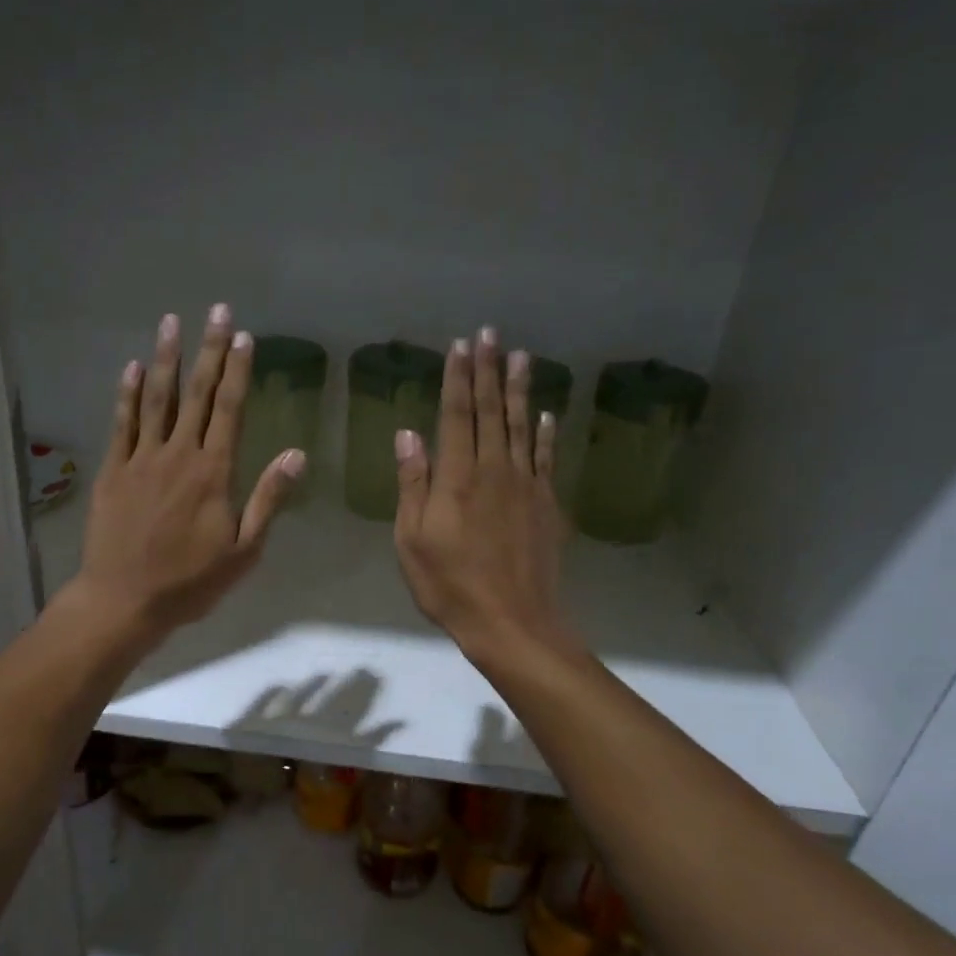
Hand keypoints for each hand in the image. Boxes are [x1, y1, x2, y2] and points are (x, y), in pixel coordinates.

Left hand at [66, 304, 304, 649]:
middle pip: (196, 394)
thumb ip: (269, 498)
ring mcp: (141, 459)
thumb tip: (297, 454)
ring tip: (171, 322)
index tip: (243, 336)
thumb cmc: (190, 581)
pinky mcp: (113, 471)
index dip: (237, 371)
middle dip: (208, 350)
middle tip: (216, 310)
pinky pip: (122, 423)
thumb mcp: (244, 550)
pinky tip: (132, 367)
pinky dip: (128, 394)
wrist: (125, 599)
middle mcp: (178, 455)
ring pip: (156, 399)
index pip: (229, 409)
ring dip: (166, 358)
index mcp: (214, 472)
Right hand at [394, 327, 572, 659]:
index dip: (457, 379)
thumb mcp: (412, 540)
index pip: (457, 416)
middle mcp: (494, 471)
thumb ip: (413, 484)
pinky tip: (547, 414)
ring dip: (520, 390)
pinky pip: (546, 458)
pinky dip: (546, 434)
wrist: (511, 621)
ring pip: (523, 427)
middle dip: (488, 371)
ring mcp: (526, 486)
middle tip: (490, 333)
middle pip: (492, 412)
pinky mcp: (547, 505)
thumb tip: (408, 434)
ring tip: (520, 356)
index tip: (459, 346)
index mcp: (457, 479)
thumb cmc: (449, 585)